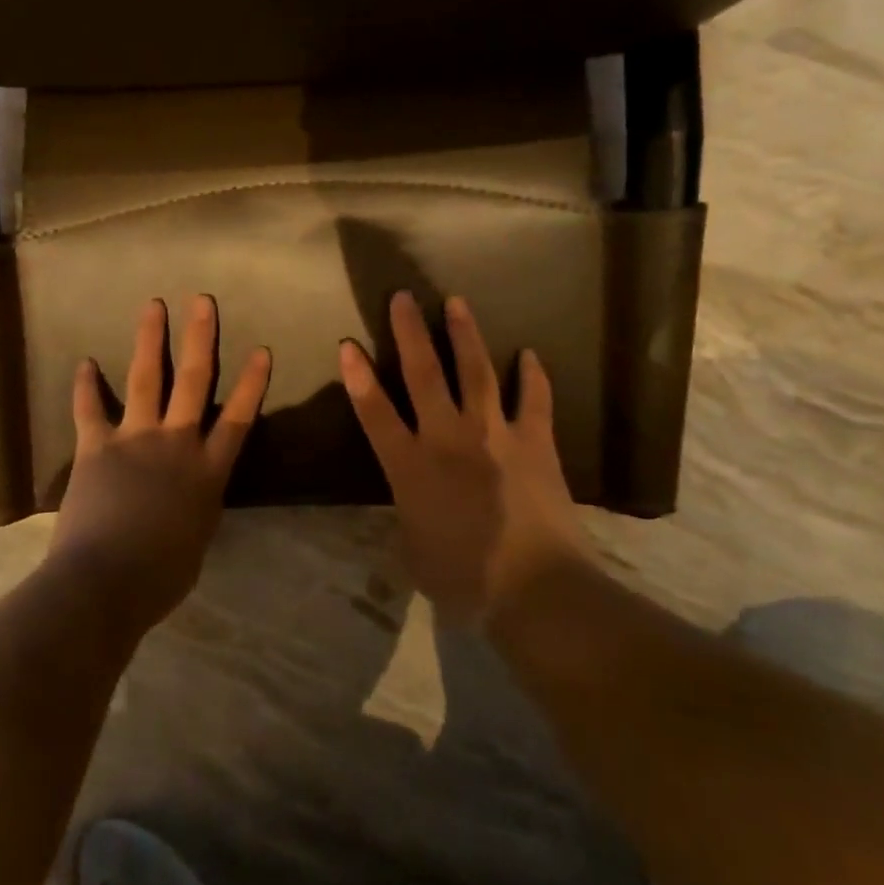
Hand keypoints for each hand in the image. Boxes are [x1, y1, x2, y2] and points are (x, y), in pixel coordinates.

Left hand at [50, 295, 271, 627]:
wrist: (107, 581)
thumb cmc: (160, 576)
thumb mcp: (195, 542)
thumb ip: (196, 510)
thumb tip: (189, 502)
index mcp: (208, 472)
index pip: (238, 418)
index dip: (251, 383)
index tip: (261, 349)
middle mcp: (176, 444)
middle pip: (193, 381)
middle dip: (200, 338)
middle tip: (202, 300)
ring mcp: (135, 439)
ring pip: (146, 379)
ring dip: (149, 339)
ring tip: (153, 305)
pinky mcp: (96, 447)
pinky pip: (90, 409)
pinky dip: (85, 386)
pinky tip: (84, 362)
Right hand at [340, 291, 594, 625]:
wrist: (534, 586)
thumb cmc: (463, 578)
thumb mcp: (414, 550)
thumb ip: (408, 514)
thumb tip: (410, 500)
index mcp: (410, 466)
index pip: (375, 412)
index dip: (359, 377)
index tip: (348, 345)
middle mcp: (448, 437)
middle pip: (424, 374)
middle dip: (410, 332)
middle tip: (403, 297)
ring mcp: (494, 434)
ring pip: (475, 372)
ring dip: (464, 335)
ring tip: (457, 302)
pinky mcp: (534, 441)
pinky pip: (533, 399)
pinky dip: (532, 376)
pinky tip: (529, 354)